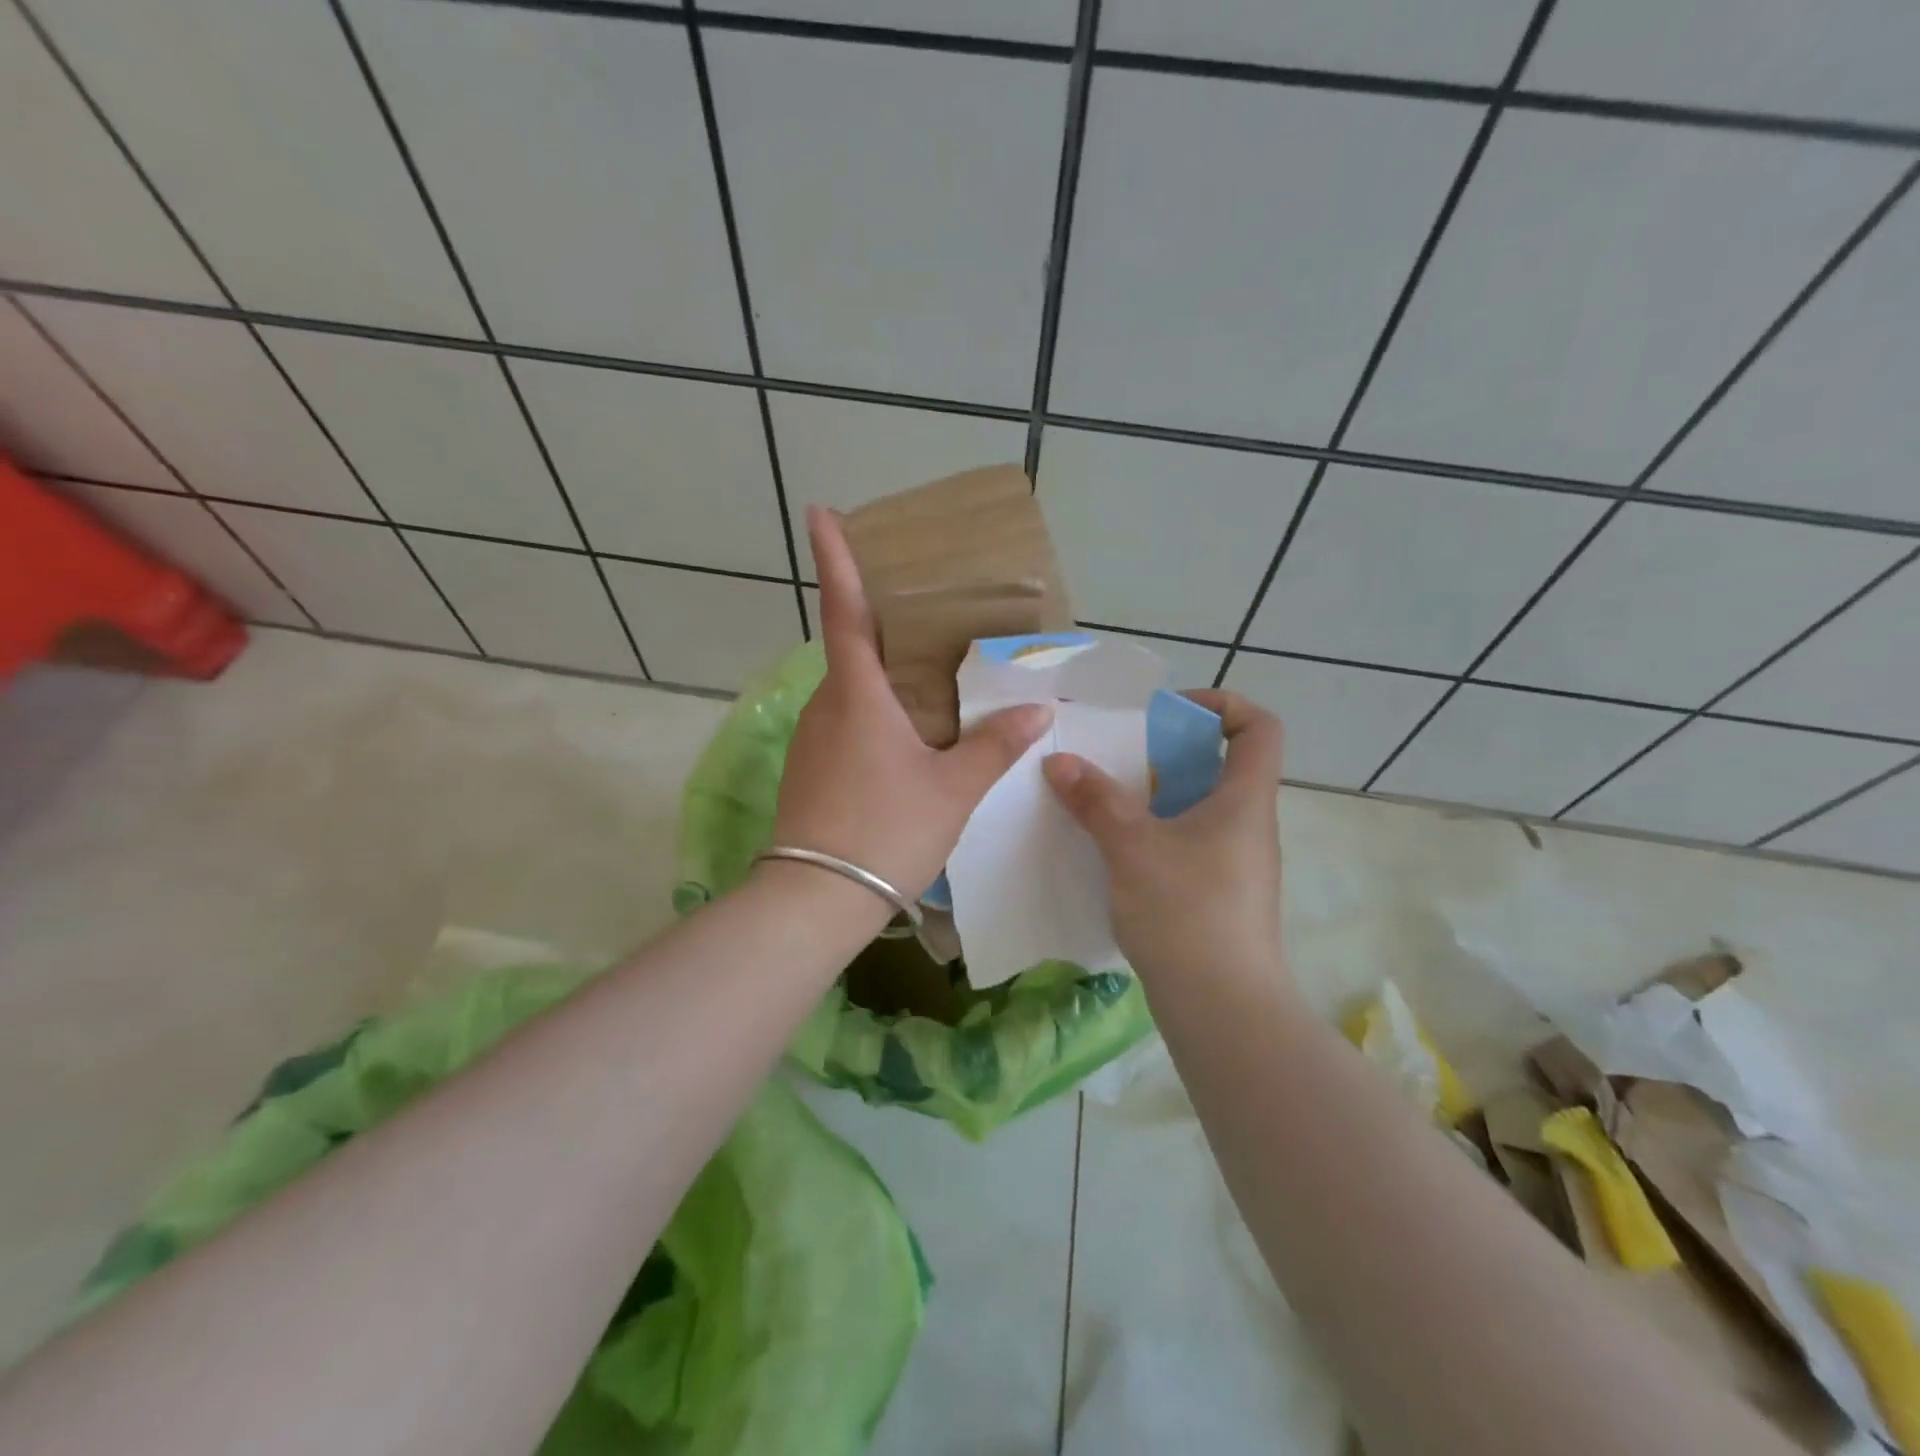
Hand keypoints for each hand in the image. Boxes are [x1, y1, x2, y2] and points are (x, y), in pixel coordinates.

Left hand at [769, 506, 1051, 904]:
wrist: (816, 900)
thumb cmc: (885, 829)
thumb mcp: (952, 789)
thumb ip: (993, 747)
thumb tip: (1037, 714)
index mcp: (857, 694)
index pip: (846, 609)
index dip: (834, 557)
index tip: (821, 511)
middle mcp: (826, 706)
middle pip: (853, 650)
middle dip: (881, 625)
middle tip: (923, 615)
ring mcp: (812, 740)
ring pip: (851, 692)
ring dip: (883, 679)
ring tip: (931, 684)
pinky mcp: (810, 770)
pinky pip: (846, 725)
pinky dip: (876, 716)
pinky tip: (907, 741)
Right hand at [1042, 692, 1284, 983]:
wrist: (1222, 1009)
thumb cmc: (1187, 912)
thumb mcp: (1132, 847)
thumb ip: (1095, 800)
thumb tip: (1059, 761)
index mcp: (1244, 800)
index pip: (1259, 727)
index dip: (1222, 705)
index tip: (1170, 714)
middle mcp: (1249, 825)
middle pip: (1221, 766)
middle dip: (1169, 753)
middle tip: (1120, 759)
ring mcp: (1238, 864)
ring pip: (1201, 808)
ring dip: (1157, 797)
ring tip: (1109, 802)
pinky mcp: (1220, 896)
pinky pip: (1190, 844)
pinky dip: (1157, 834)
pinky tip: (1118, 852)